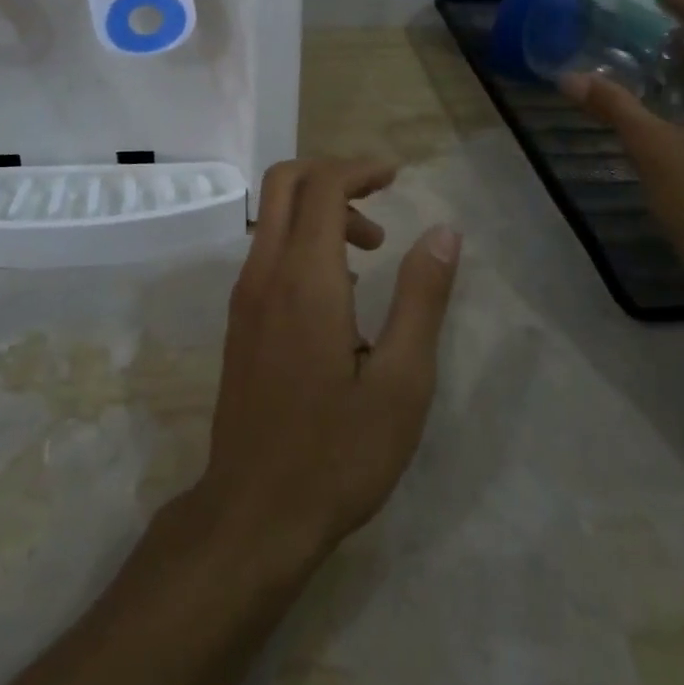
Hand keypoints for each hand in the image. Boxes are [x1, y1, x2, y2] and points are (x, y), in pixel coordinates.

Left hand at [194, 158, 461, 570]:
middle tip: (379, 197)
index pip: (322, 185)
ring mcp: (244, 296)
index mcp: (304, 277)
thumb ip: (422, 298)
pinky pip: (269, 250)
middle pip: (284, 182)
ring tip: (372, 250)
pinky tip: (341, 289)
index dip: (359, 169)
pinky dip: (303, 239)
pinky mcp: (239, 320)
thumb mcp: (402, 381)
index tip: (396, 177)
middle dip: (333, 174)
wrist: (253, 515)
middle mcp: (264, 272)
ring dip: (320, 210)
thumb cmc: (337, 452)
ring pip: (274, 216)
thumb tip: (444, 232)